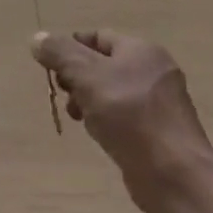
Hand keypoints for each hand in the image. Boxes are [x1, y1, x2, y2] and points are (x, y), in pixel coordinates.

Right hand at [32, 30, 212, 212]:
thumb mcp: (87, 77)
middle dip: (77, 78)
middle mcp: (153, 70)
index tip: (51, 68)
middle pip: (103, 64)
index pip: (97, 36)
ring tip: (79, 118)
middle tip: (64, 95)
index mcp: (140, 50)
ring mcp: (159, 102)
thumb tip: (38, 38)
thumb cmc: (130, 117)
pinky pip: (124, 115)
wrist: (175, 175)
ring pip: (112, 92)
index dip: (70, 48)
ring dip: (89, 101)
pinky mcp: (159, 131)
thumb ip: (60, 54)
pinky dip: (107, 120)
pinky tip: (99, 135)